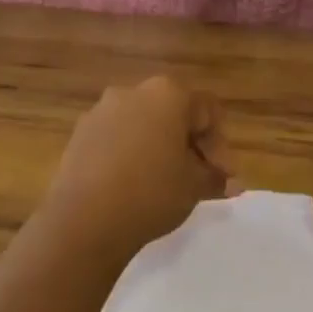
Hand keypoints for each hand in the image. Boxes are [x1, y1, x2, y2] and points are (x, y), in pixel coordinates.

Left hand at [39, 76, 235, 257]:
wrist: (85, 219)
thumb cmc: (151, 193)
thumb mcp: (194, 187)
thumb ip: (216, 179)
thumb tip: (233, 184)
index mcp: (167, 94)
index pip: (208, 113)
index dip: (220, 147)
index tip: (223, 178)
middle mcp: (133, 91)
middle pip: (174, 114)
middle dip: (190, 145)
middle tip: (198, 179)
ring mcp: (101, 110)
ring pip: (143, 125)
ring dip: (159, 148)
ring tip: (165, 183)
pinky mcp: (80, 133)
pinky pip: (117, 138)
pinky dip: (131, 154)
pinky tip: (133, 184)